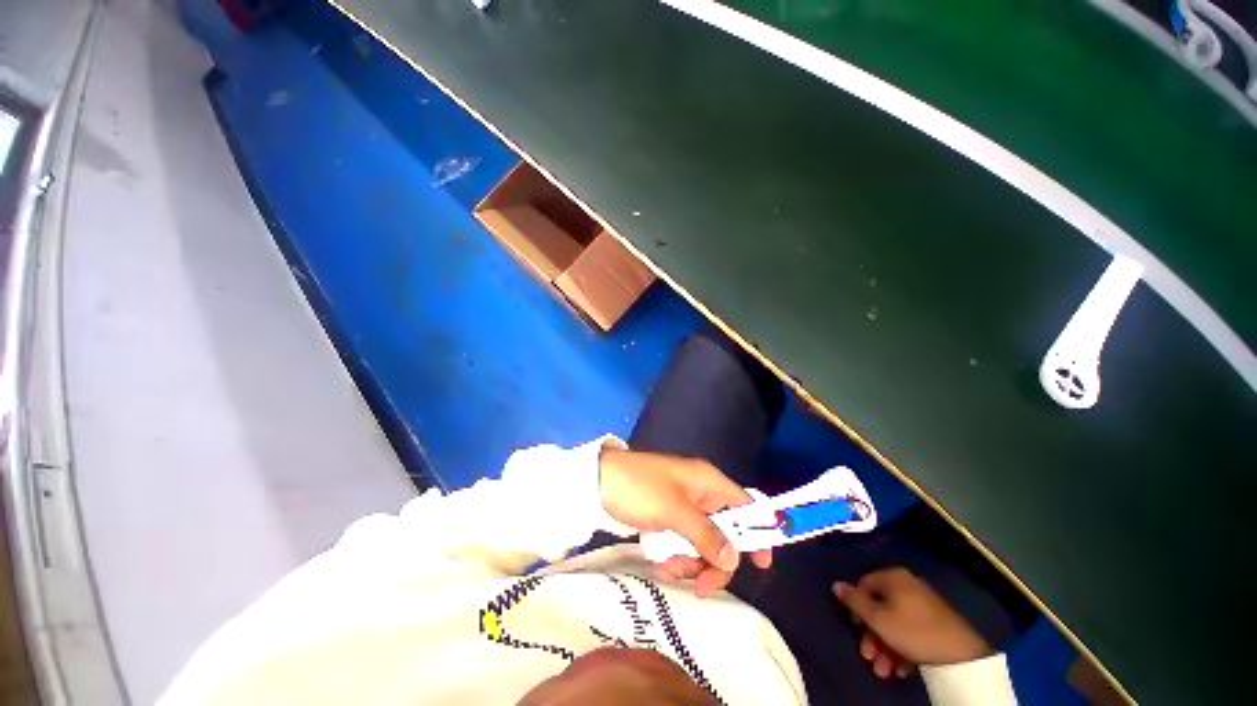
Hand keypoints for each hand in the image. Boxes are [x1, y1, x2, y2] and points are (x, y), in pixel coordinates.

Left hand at [598, 448, 771, 596]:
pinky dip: (676, 555)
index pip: (745, 504)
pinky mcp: (667, 516)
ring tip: (669, 567)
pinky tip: (661, 562)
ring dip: (691, 560)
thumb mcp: (675, 512)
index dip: (757, 530)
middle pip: (724, 530)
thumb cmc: (640, 489)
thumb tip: (734, 558)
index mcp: (707, 481)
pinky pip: (683, 541)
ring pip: (703, 541)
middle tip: (702, 586)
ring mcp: (683, 505)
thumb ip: (707, 535)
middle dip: (714, 559)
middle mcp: (700, 492)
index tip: (760, 564)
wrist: (599, 482)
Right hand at [833, 567, 990, 678]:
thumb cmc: (912, 631)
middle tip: (867, 655)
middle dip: (872, 635)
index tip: (855, 626)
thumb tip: (836, 584)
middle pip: (880, 607)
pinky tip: (901, 669)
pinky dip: (902, 648)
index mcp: (893, 577)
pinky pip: (911, 631)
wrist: (960, 655)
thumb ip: (854, 601)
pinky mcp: (936, 623)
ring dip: (885, 647)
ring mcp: (924, 604)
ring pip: (895, 623)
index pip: (864, 584)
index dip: (856, 605)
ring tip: (883, 670)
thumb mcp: (877, 618)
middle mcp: (908, 585)